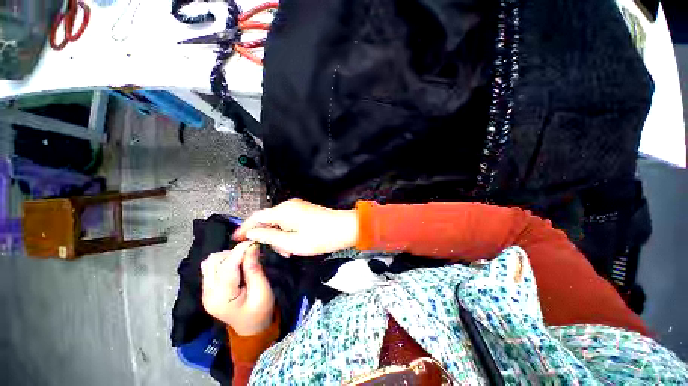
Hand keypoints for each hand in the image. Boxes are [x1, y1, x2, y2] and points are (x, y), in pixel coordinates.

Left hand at [201, 242, 274, 335]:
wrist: (252, 328)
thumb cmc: (260, 311)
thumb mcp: (262, 290)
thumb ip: (254, 268)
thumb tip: (251, 246)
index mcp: (222, 297)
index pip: (227, 265)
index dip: (240, 250)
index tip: (254, 242)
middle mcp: (208, 293)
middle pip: (214, 261)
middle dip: (233, 253)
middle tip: (251, 255)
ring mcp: (206, 292)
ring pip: (210, 262)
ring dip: (228, 256)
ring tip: (244, 261)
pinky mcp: (208, 290)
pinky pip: (211, 268)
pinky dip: (224, 262)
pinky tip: (236, 266)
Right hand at [233, 198, 357, 256]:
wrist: (346, 228)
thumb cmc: (320, 237)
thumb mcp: (292, 242)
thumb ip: (270, 236)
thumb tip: (252, 233)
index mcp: (283, 211)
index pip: (256, 217)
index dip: (244, 228)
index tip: (236, 240)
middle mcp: (289, 205)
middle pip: (268, 219)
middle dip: (268, 236)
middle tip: (277, 252)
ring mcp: (297, 207)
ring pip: (279, 222)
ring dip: (280, 237)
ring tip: (289, 250)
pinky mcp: (304, 210)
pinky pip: (289, 221)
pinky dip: (288, 233)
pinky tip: (295, 243)